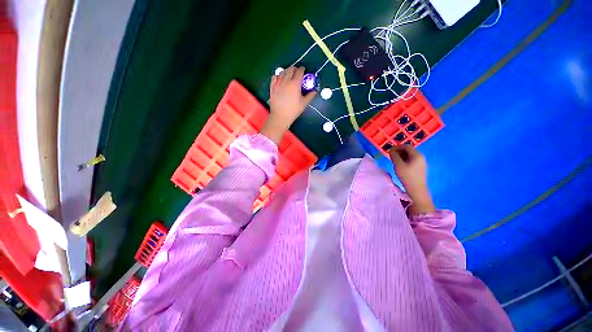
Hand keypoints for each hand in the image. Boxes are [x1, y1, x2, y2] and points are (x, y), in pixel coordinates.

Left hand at [261, 67, 315, 143]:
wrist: (280, 117)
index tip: (304, 71)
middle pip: (290, 69)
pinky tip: (280, 79)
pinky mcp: (272, 87)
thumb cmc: (293, 111)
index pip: (299, 71)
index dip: (302, 70)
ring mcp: (278, 83)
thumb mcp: (304, 103)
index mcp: (295, 84)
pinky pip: (274, 77)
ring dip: (287, 71)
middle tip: (297, 72)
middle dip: (295, 69)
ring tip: (289, 75)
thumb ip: (310, 96)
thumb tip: (315, 91)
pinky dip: (278, 76)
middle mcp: (286, 81)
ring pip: (282, 72)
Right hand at [389, 145, 434, 214]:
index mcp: (417, 155)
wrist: (416, 190)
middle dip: (399, 151)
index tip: (389, 150)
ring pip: (409, 155)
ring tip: (393, 160)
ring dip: (401, 156)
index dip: (397, 147)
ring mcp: (421, 163)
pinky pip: (411, 160)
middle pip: (408, 150)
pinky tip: (399, 165)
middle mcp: (421, 157)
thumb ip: (394, 156)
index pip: (406, 146)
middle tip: (390, 156)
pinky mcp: (419, 168)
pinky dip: (404, 160)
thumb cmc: (407, 176)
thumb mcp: (398, 165)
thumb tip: (391, 150)